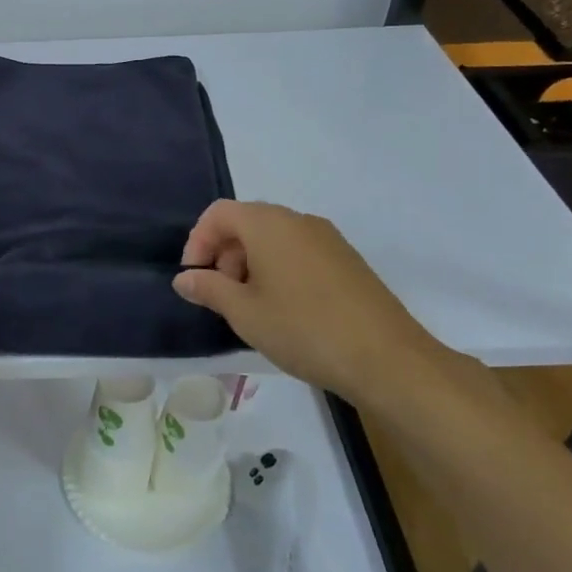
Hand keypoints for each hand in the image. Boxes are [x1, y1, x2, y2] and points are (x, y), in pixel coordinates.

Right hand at [173, 200, 447, 398]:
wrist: (386, 358)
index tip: (194, 278)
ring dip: (250, 263)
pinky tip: (285, 310)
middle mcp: (298, 221)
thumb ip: (208, 288)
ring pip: (274, 238)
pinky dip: (279, 269)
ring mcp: (328, 239)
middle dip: (224, 254)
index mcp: (268, 224)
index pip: (218, 213)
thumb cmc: (303, 329)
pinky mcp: (347, 260)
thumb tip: (185, 278)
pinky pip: (299, 252)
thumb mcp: (244, 312)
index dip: (197, 241)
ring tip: (251, 307)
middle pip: (247, 222)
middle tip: (221, 295)